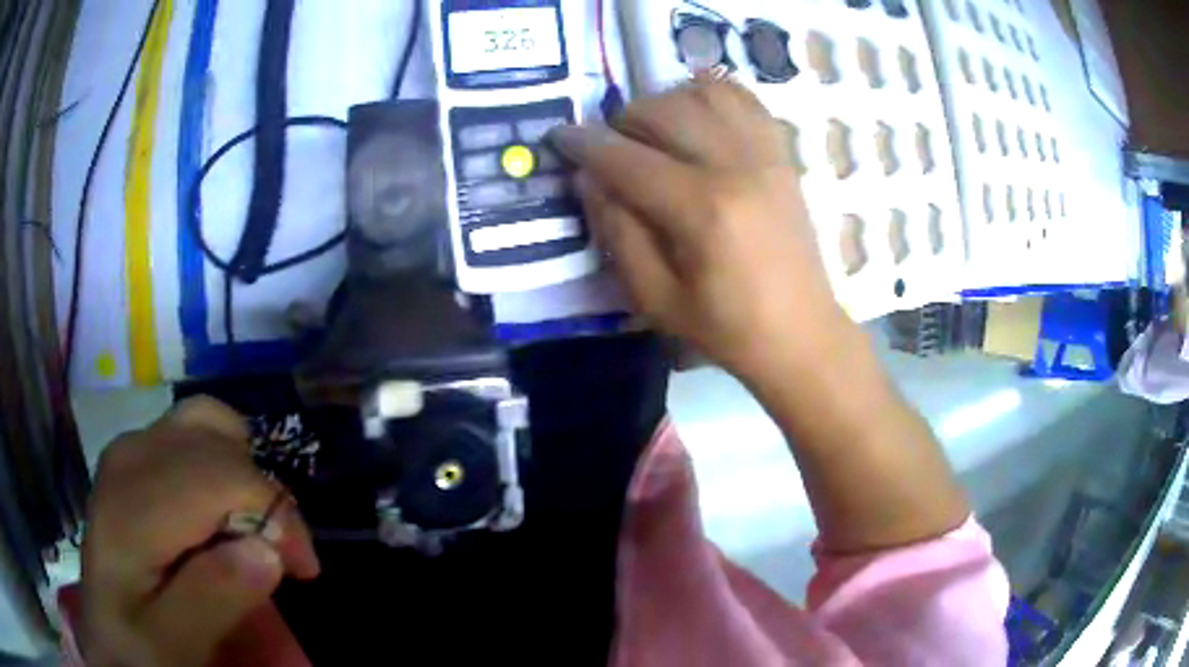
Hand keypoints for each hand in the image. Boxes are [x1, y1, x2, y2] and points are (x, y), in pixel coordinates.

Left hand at [80, 398, 319, 666]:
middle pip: (218, 438)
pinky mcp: (136, 455)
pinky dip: (224, 466)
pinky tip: (222, 516)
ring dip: (244, 474)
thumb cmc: (136, 645)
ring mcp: (131, 447)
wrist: (104, 632)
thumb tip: (268, 551)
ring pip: (208, 423)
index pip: (222, 474)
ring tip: (253, 530)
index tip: (303, 571)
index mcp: (133, 502)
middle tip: (281, 556)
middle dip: (265, 495)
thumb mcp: (172, 645)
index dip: (276, 514)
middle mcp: (132, 454)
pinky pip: (194, 435)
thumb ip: (212, 599)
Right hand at [549, 79, 846, 382]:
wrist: (801, 332)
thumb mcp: (654, 298)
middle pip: (663, 110)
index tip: (559, 137)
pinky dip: (711, 94)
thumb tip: (588, 177)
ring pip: (703, 91)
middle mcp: (736, 166)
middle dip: (622, 122)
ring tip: (655, 132)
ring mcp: (765, 154)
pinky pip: (744, 98)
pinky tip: (696, 118)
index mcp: (702, 210)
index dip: (584, 144)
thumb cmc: (725, 327)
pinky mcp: (782, 154)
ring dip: (665, 102)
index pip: (626, 158)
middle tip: (613, 150)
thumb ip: (616, 232)